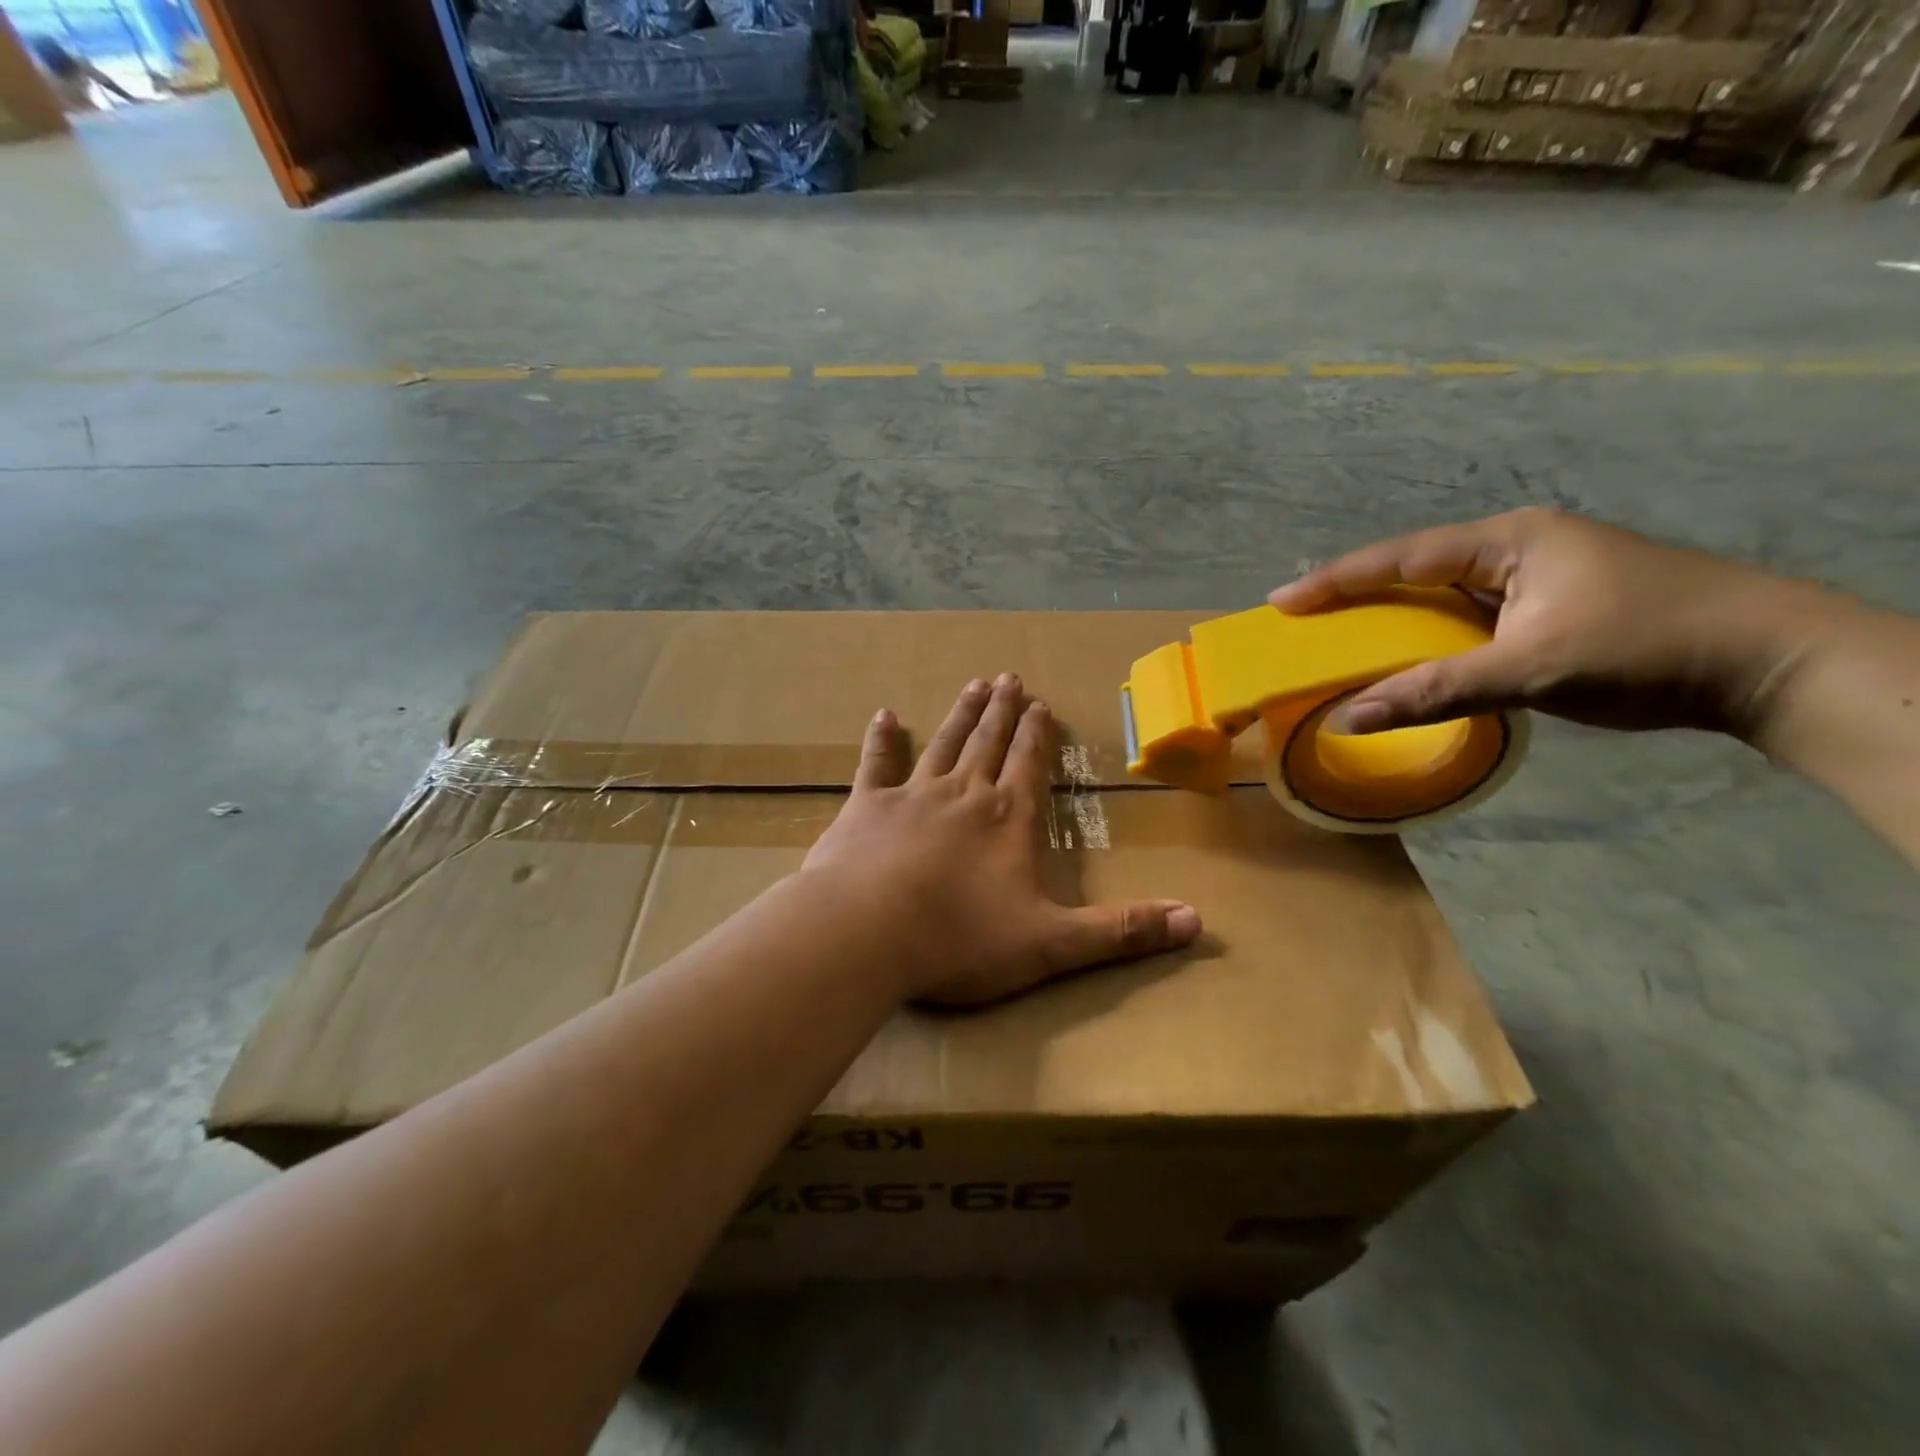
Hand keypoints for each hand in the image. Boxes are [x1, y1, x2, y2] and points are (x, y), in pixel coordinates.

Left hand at [802, 674, 1200, 1005]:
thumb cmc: (959, 942)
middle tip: (1008, 678)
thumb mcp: (1051, 945)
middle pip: (989, 743)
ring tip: (974, 685)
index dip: (1038, 736)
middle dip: (1002, 712)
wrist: (864, 935)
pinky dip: (880, 740)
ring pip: (943, 743)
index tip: (1041, 705)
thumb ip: (1121, 932)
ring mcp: (911, 795)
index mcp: (1008, 820)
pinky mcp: (865, 807)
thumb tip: (1197, 922)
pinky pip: (875, 763)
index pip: (1030, 766)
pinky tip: (883, 715)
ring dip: (961, 715)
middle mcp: (964, 794)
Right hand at [1269, 509, 1842, 740]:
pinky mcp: (1550, 608)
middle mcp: (1518, 549)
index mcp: (1511, 541)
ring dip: (1393, 618)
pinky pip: (1469, 618)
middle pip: (1416, 569)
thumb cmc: (1647, 647)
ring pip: (1442, 595)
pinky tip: (1409, 656)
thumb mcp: (1531, 669)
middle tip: (1304, 617)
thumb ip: (1436, 691)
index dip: (1337, 580)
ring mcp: (1537, 578)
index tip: (1281, 601)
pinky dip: (1429, 637)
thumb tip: (1350, 718)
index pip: (1402, 557)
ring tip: (1342, 637)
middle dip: (1358, 594)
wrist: (1770, 662)